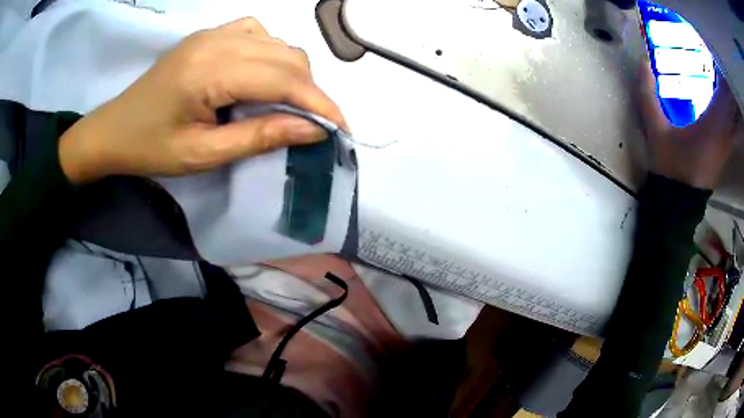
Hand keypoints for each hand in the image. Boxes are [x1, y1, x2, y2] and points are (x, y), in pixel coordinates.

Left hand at [59, 18, 345, 183]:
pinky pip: (257, 33)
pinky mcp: (209, 36)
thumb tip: (312, 129)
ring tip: (289, 104)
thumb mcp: (202, 154)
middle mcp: (216, 42)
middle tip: (314, 123)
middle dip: (310, 90)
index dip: (319, 103)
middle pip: (286, 55)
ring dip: (293, 72)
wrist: (113, 130)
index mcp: (209, 71)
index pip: (283, 78)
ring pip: (277, 42)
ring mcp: (212, 34)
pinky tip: (262, 75)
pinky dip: (272, 54)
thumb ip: (258, 137)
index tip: (341, 128)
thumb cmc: (150, 148)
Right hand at [637, 61, 740, 188]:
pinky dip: (734, 114)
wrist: (679, 205)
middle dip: (727, 82)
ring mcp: (727, 145)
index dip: (721, 71)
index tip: (712, 51)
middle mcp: (725, 134)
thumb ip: (648, 95)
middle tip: (718, 60)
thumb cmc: (671, 167)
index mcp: (713, 125)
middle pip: (733, 104)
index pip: (724, 92)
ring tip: (724, 78)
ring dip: (732, 98)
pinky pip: (735, 128)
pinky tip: (729, 103)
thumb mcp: (656, 130)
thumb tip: (642, 61)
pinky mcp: (726, 151)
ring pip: (736, 118)